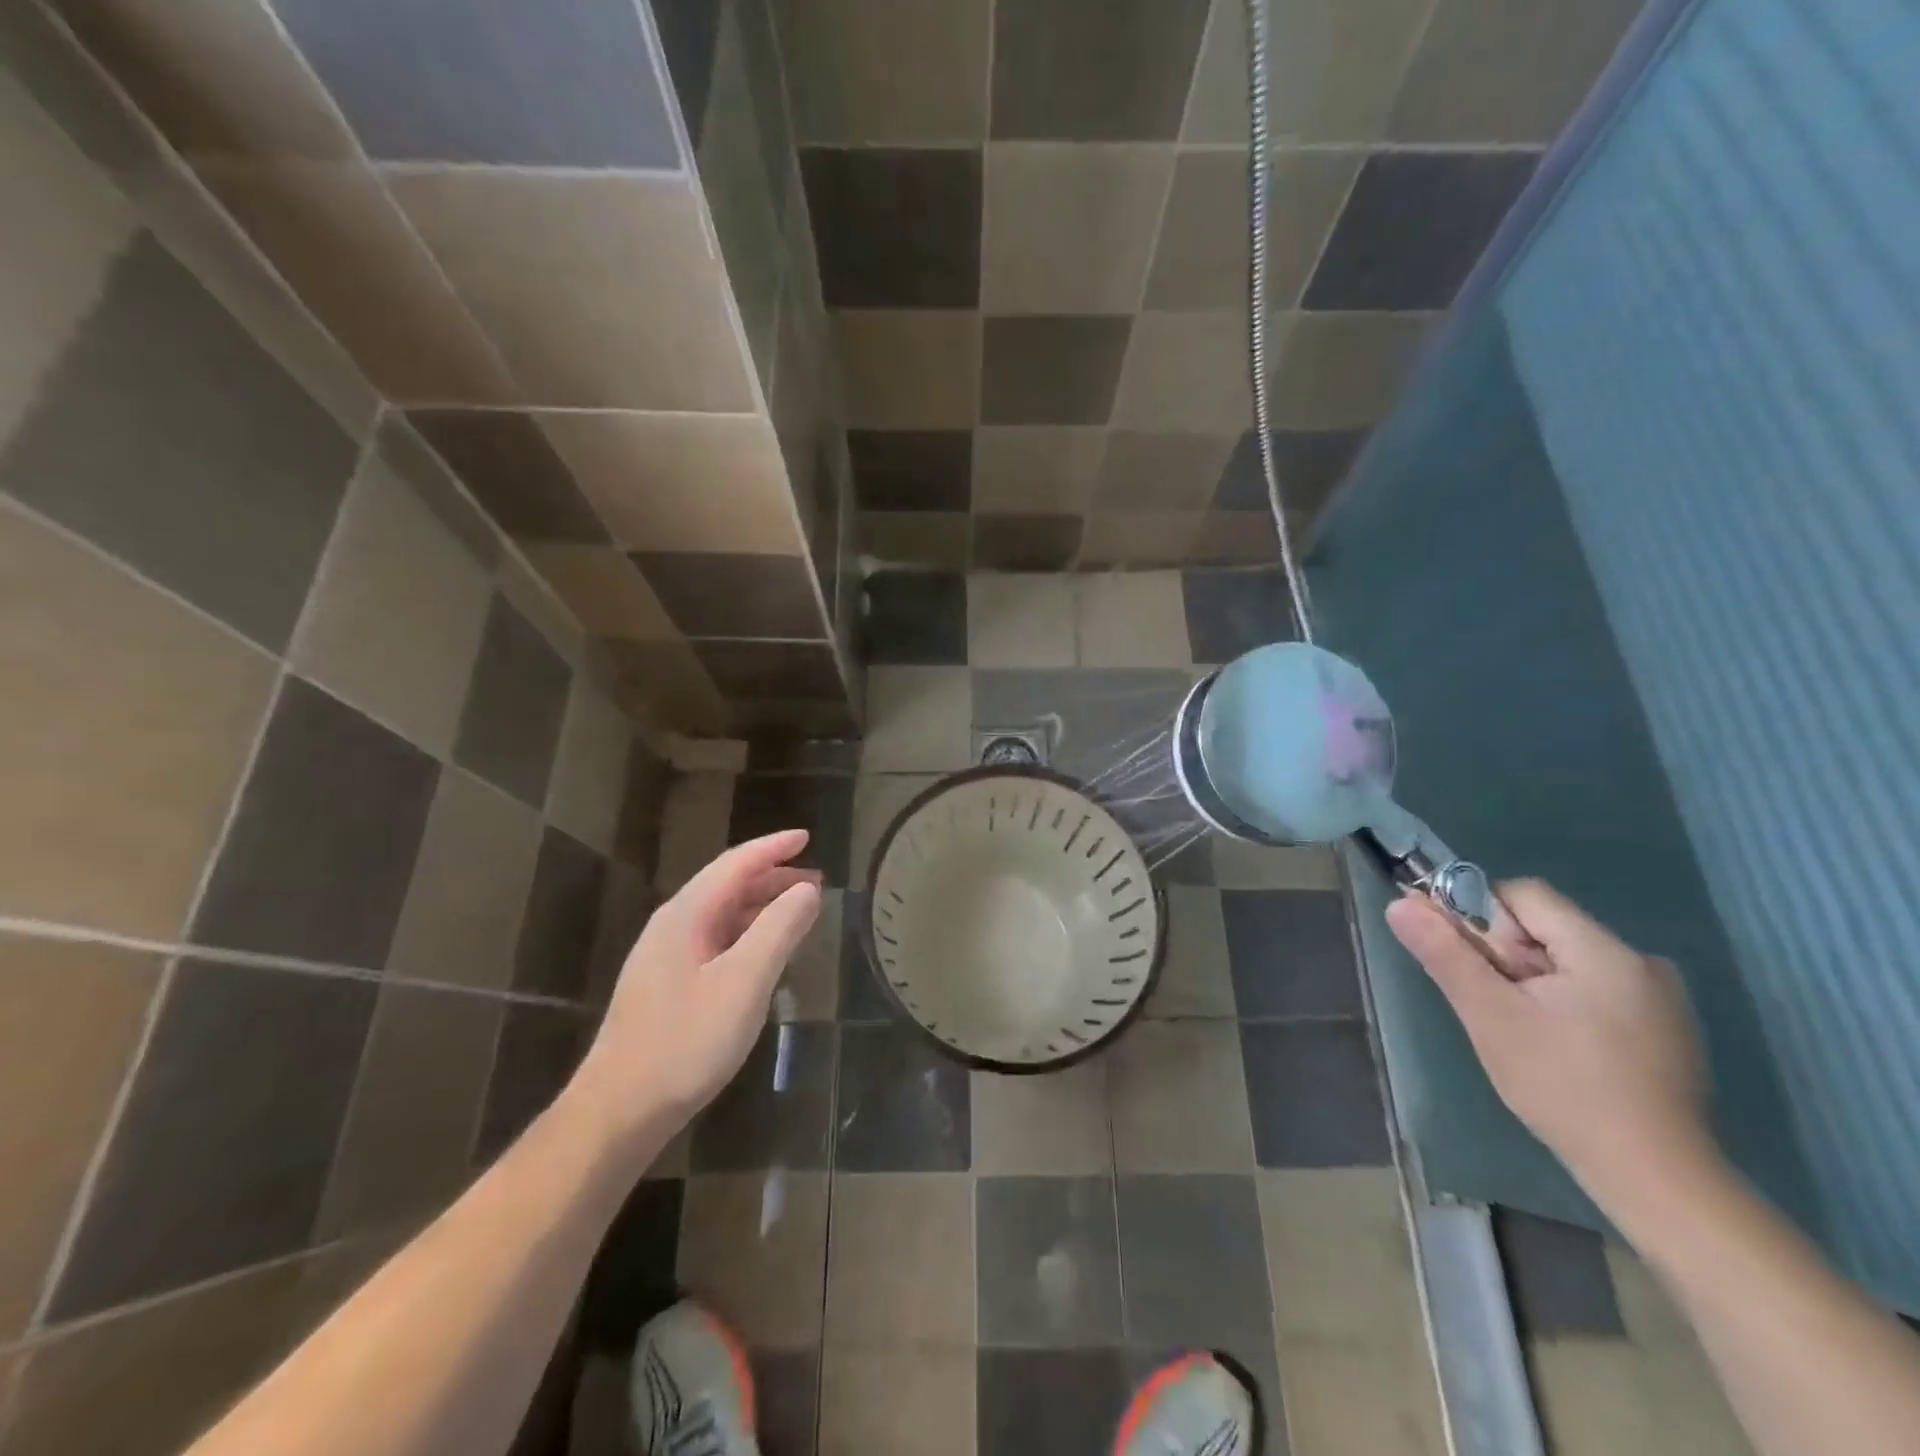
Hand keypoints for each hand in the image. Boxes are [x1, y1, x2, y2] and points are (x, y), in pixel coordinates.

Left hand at [569, 831, 821, 1148]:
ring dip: (761, 907)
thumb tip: (808, 890)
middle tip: (816, 881)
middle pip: (727, 886)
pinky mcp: (667, 987)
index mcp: (686, 915)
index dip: (773, 848)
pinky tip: (765, 954)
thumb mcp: (744, 981)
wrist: (619, 1111)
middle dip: (772, 877)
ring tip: (800, 912)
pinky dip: (748, 935)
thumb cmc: (686, 1042)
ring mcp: (666, 958)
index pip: (736, 864)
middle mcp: (672, 926)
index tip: (807, 837)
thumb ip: (779, 929)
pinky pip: (715, 942)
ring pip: (721, 915)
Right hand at [1386, 879, 1712, 1208]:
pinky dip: (1560, 1004)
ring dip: (1528, 982)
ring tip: (1521, 1033)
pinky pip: (1592, 989)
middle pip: (1545, 927)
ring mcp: (1659, 999)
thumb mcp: (1490, 1016)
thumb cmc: (1564, 1088)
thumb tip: (1400, 904)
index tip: (1470, 964)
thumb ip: (1445, 954)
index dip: (1483, 918)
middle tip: (1492, 1006)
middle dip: (1504, 956)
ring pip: (1565, 961)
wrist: (1655, 1180)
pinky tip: (1556, 1048)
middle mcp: (1640, 962)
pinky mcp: (1664, 1030)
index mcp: (1604, 950)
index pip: (1524, 895)